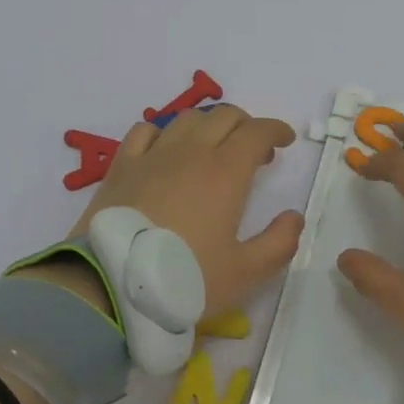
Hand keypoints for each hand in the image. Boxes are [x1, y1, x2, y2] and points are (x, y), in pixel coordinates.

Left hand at [59, 105, 304, 318]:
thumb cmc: (185, 279)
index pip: (257, 132)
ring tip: (214, 148)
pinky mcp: (120, 167)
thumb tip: (293, 217)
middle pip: (224, 116)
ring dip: (209, 125)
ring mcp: (151, 156)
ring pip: (187, 119)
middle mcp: (190, 153)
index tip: (285, 141)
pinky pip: (145, 131)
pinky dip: (165, 133)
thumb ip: (279, 243)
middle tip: (255, 151)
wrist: (110, 287)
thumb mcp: (245, 272)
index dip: (276, 130)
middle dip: (246, 125)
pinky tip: (166, 150)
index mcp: (226, 172)